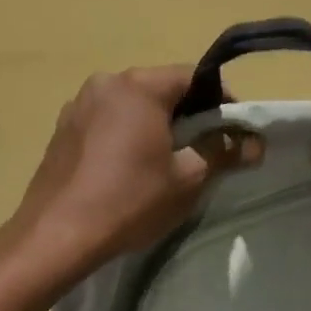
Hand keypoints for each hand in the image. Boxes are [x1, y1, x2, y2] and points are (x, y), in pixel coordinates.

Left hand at [3, 66, 239, 284]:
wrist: (57, 233)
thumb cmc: (129, 201)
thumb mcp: (186, 179)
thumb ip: (222, 152)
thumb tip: (254, 143)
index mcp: (138, 86)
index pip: (193, 77)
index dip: (220, 100)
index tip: (232, 130)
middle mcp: (105, 83)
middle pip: (159, 88)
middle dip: (186, 113)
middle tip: (202, 149)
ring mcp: (78, 104)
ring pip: (129, 105)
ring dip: (153, 124)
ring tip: (164, 161)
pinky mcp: (61, 129)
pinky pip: (105, 121)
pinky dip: (123, 134)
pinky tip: (126, 168)